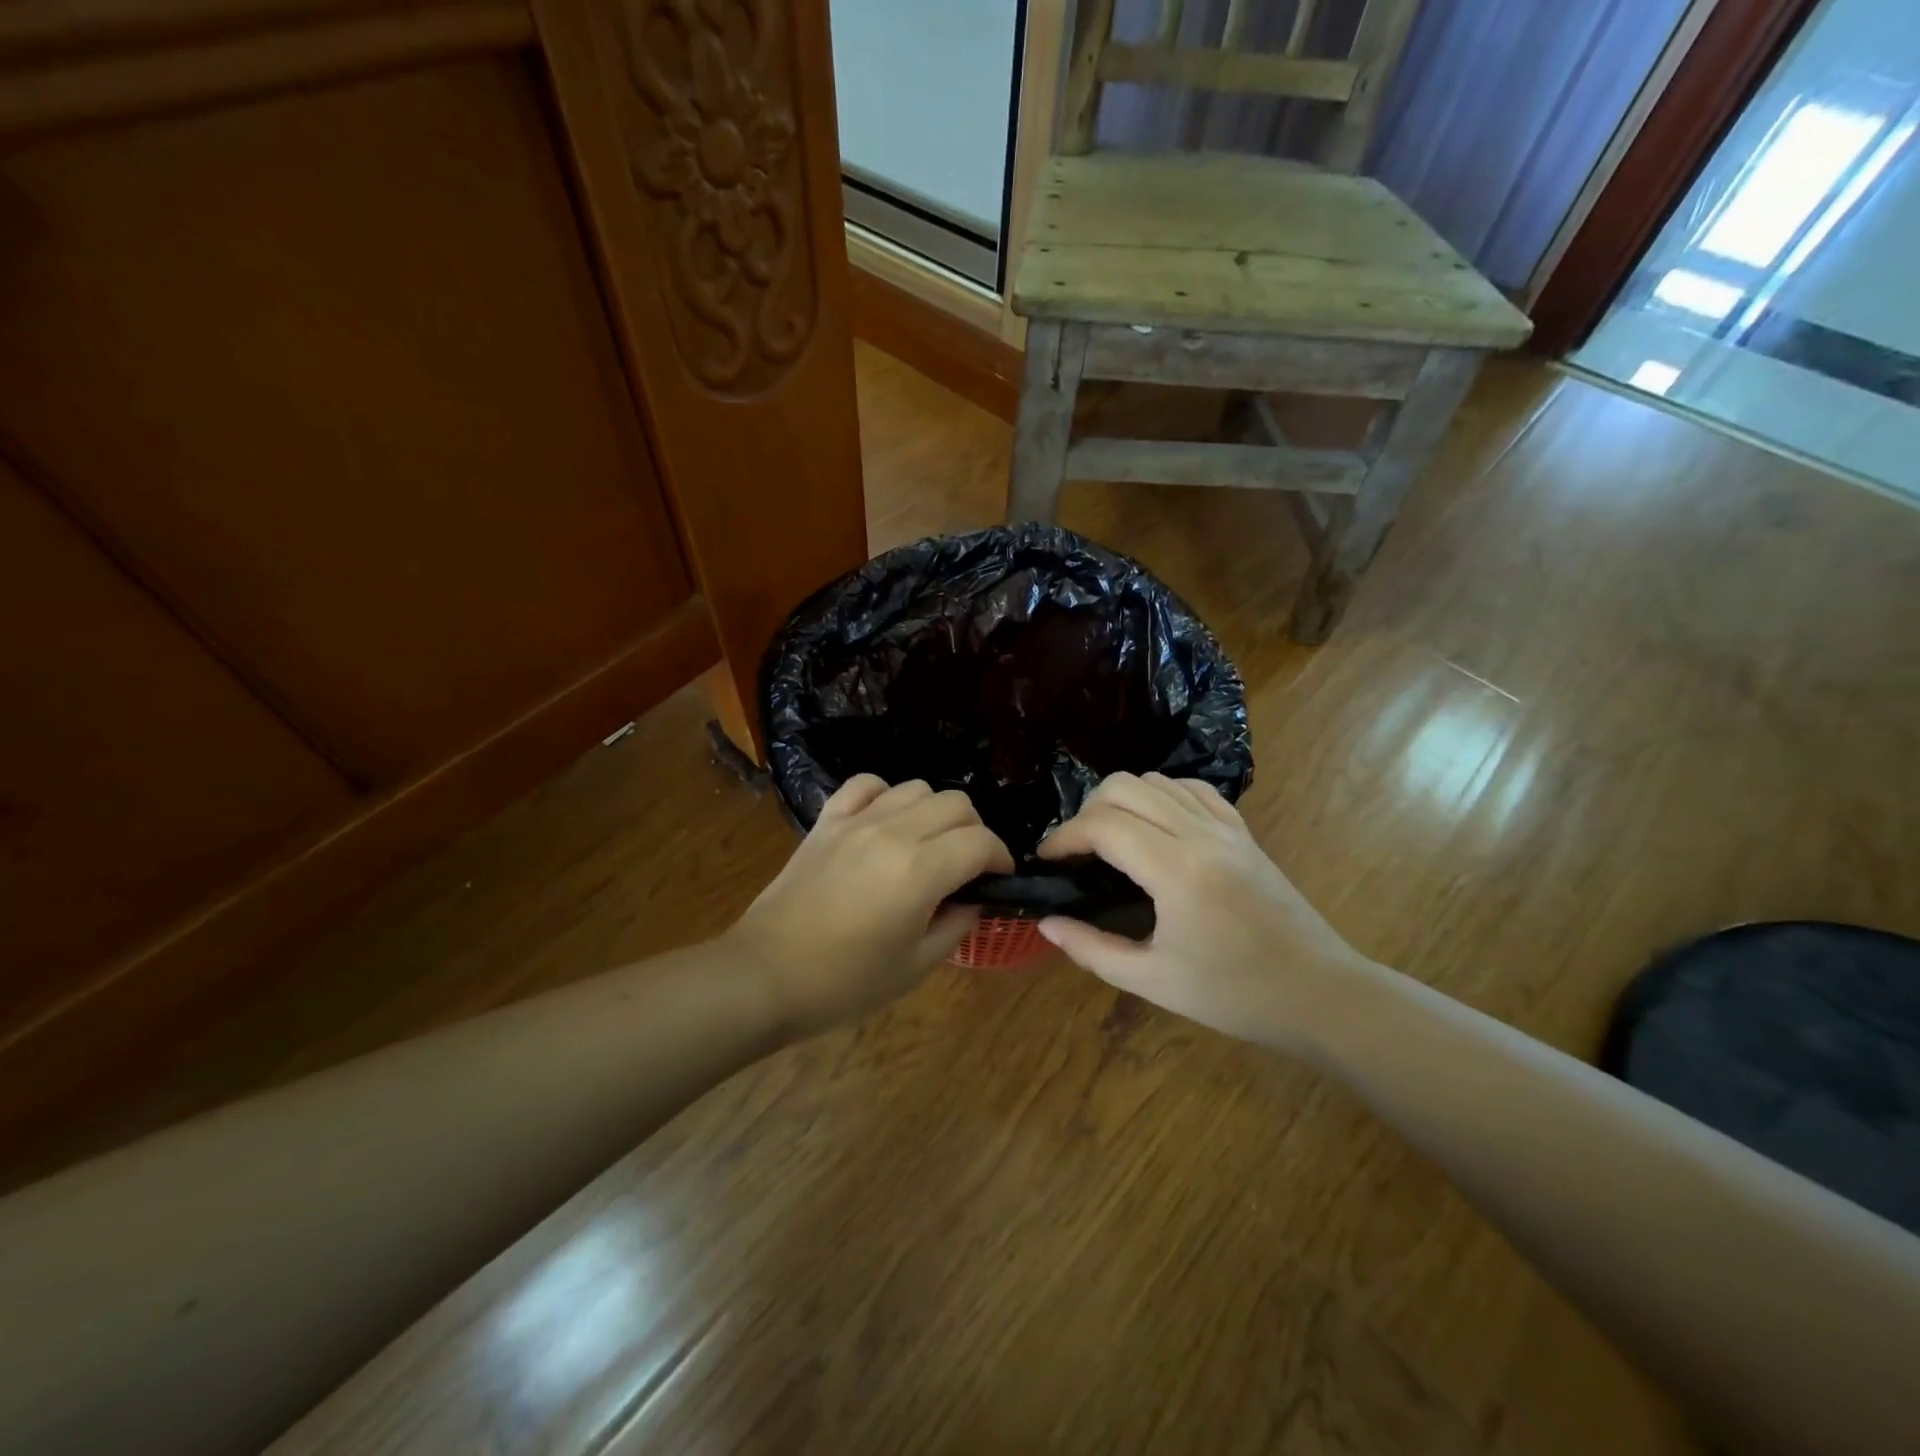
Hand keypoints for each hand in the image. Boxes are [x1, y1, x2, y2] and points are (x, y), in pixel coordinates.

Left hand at [728, 776, 1013, 1038]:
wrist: (766, 976)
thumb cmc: (844, 983)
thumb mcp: (915, 967)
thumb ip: (956, 925)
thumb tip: (973, 899)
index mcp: (920, 871)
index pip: (981, 842)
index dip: (1000, 857)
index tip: (998, 878)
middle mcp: (893, 832)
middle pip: (956, 803)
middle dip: (974, 831)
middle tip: (967, 866)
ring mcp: (856, 821)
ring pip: (916, 788)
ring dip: (935, 812)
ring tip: (928, 844)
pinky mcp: (827, 822)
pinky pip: (866, 785)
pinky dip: (886, 796)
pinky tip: (886, 822)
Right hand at [1037, 772, 1368, 1051]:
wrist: (1321, 993)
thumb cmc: (1235, 995)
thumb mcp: (1154, 980)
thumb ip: (1092, 949)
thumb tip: (1047, 923)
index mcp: (1177, 870)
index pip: (1103, 824)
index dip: (1064, 837)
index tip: (1047, 861)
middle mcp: (1200, 833)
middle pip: (1123, 786)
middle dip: (1087, 812)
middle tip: (1077, 851)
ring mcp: (1226, 826)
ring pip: (1155, 779)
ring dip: (1121, 800)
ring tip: (1109, 839)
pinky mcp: (1243, 830)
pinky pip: (1191, 789)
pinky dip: (1160, 795)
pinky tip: (1153, 826)